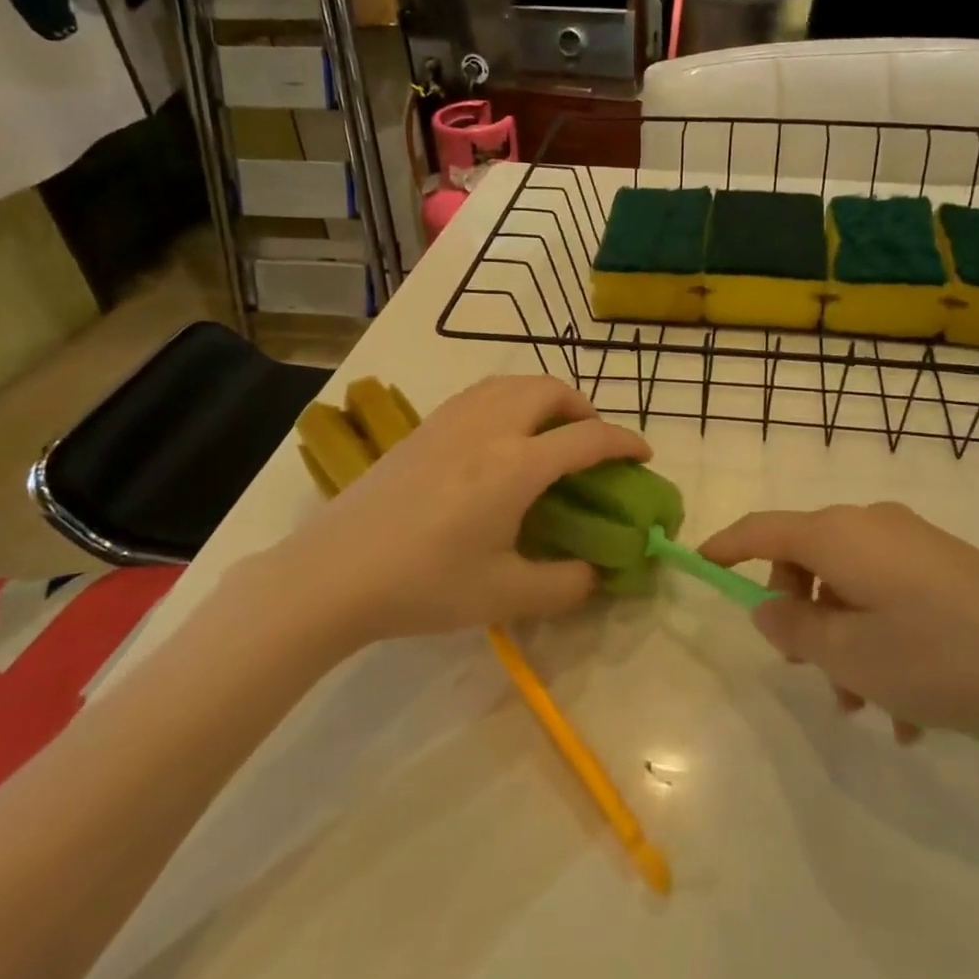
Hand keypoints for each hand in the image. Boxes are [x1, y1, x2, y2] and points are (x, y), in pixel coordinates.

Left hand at [239, 377, 649, 645]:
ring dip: (546, 397)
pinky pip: (482, 392)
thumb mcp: (505, 596)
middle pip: (551, 390)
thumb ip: (565, 585)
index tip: (643, 455)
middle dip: (584, 408)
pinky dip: (511, 398)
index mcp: (517, 465)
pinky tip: (500, 436)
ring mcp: (452, 420)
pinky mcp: (425, 426)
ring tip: (549, 431)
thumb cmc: (424, 584)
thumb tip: (596, 573)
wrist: (334, 573)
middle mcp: (490, 428)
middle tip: (591, 442)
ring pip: (514, 382)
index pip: (588, 438)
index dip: (625, 442)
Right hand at [701, 503, 978, 749]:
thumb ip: (794, 628)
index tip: (698, 564)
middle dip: (801, 620)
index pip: (762, 529)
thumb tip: (766, 607)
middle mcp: (872, 525)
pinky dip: (884, 643)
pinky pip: (892, 598)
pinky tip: (913, 710)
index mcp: (838, 535)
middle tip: (814, 676)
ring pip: (851, 588)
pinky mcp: (948, 568)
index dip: (726, 546)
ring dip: (846, 644)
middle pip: (807, 562)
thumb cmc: (942, 655)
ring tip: (874, 711)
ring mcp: (914, 544)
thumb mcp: (853, 654)